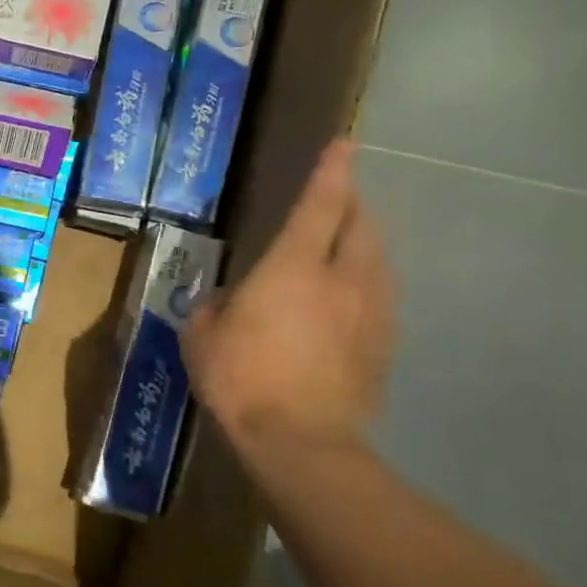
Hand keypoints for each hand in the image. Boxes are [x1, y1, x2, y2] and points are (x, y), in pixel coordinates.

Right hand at [183, 140, 394, 457]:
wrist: (301, 442)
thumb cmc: (241, 379)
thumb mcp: (203, 337)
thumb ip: (214, 308)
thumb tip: (228, 301)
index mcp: (295, 268)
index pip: (322, 205)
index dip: (332, 171)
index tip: (344, 143)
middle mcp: (344, 280)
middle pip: (363, 226)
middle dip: (351, 207)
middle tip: (334, 203)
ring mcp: (372, 314)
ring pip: (378, 262)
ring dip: (361, 247)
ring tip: (341, 251)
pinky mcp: (384, 346)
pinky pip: (378, 300)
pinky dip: (363, 288)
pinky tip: (343, 307)